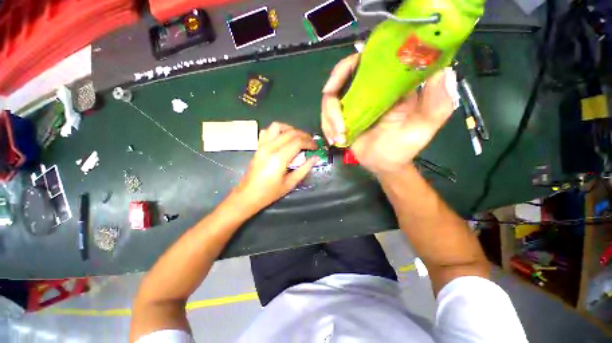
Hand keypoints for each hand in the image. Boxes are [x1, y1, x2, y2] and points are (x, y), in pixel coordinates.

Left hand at [230, 122, 317, 213]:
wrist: (247, 195)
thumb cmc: (270, 193)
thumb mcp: (290, 183)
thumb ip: (304, 169)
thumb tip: (315, 158)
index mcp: (279, 158)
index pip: (298, 142)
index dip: (309, 143)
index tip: (316, 147)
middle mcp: (270, 147)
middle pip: (291, 133)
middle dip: (304, 135)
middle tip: (311, 143)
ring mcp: (262, 145)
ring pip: (278, 126)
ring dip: (290, 129)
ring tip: (298, 138)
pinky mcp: (258, 146)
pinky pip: (267, 131)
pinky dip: (277, 131)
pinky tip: (282, 139)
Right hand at [321, 54, 457, 175]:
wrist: (384, 164)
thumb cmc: (404, 146)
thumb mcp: (425, 126)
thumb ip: (437, 101)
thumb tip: (441, 68)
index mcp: (388, 84)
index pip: (367, 59)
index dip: (349, 65)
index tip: (340, 81)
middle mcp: (368, 88)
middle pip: (339, 78)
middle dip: (332, 102)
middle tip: (337, 122)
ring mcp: (352, 103)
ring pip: (329, 99)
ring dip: (329, 120)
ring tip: (339, 138)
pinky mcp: (341, 117)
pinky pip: (325, 116)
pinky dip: (327, 127)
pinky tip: (335, 140)